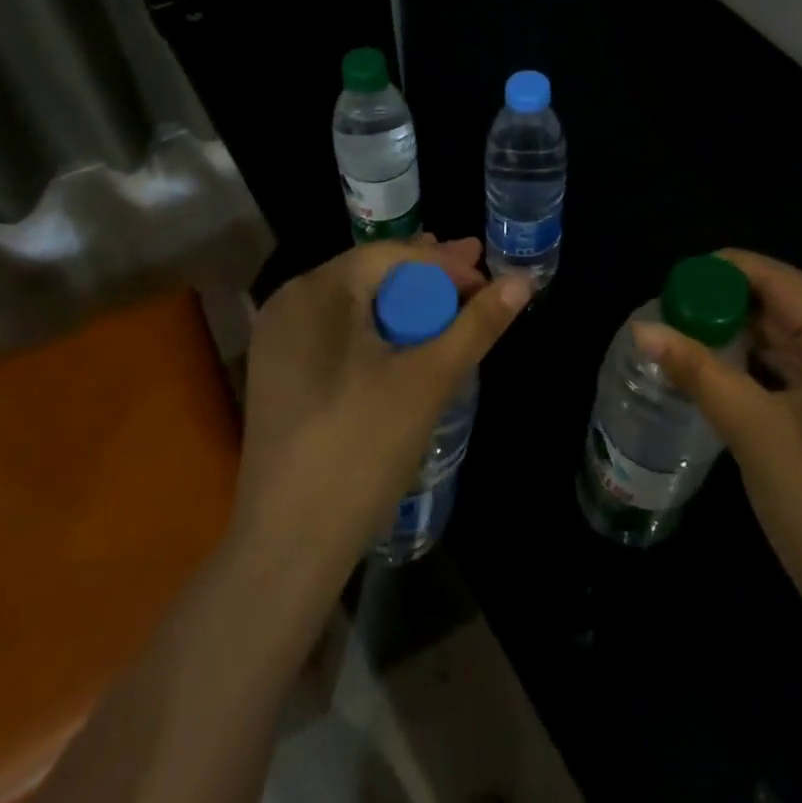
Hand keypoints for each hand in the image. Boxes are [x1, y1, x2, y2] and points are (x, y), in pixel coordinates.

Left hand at [231, 236, 530, 602]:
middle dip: (428, 277)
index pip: (391, 255)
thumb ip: (476, 326)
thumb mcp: (429, 380)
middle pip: (371, 275)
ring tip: (450, 307)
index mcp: (315, 292)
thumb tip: (523, 281)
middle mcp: (288, 305)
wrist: (287, 547)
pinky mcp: (280, 376)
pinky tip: (408, 344)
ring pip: (356, 306)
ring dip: (406, 305)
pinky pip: (339, 335)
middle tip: (477, 278)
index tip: (487, 279)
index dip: (444, 262)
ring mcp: (278, 342)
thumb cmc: (361, 449)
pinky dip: (379, 332)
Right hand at [635, 250, 801, 629]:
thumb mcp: (753, 432)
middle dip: (735, 304)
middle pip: (795, 306)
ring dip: (752, 335)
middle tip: (675, 309)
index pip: (784, 282)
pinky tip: (733, 368)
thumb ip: (697, 370)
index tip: (676, 277)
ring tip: (693, 333)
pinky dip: (773, 365)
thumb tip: (642, 330)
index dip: (727, 271)